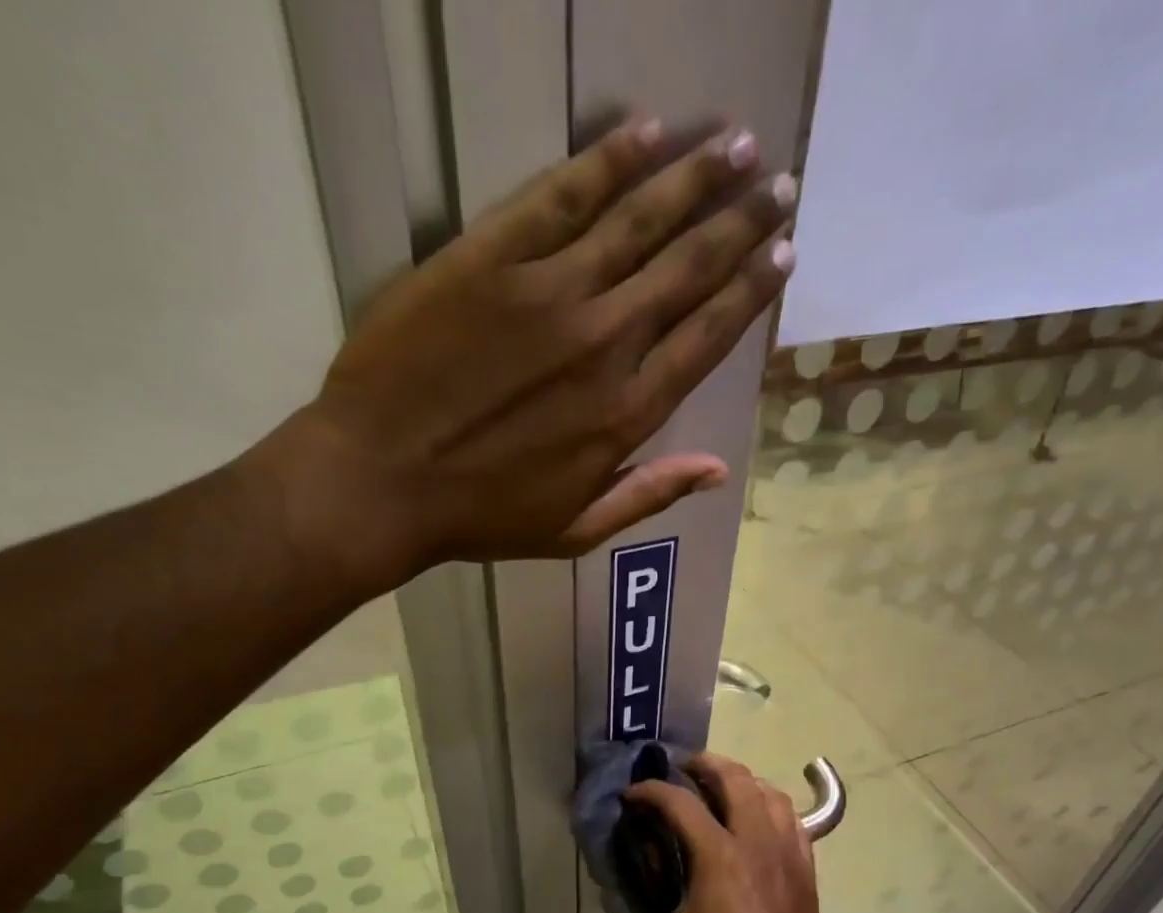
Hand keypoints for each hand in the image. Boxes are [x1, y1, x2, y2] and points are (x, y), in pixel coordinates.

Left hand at [242, 116, 797, 576]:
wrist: (380, 481)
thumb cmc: (480, 517)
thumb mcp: (575, 530)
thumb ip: (649, 495)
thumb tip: (718, 470)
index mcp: (625, 413)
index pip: (706, 337)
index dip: (749, 291)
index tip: (783, 254)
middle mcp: (603, 343)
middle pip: (687, 268)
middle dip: (741, 222)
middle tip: (781, 184)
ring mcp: (548, 293)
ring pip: (638, 220)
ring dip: (694, 177)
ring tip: (739, 144)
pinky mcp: (490, 258)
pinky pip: (560, 196)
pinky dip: (607, 160)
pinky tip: (644, 132)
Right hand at [625, 754, 846, 912]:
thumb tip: (630, 888)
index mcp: (719, 859)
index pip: (679, 802)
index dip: (649, 791)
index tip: (631, 796)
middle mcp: (756, 843)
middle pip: (734, 778)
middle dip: (703, 764)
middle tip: (679, 771)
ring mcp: (787, 853)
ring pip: (769, 791)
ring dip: (740, 780)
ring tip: (717, 789)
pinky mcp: (806, 869)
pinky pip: (792, 818)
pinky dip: (769, 805)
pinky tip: (754, 820)